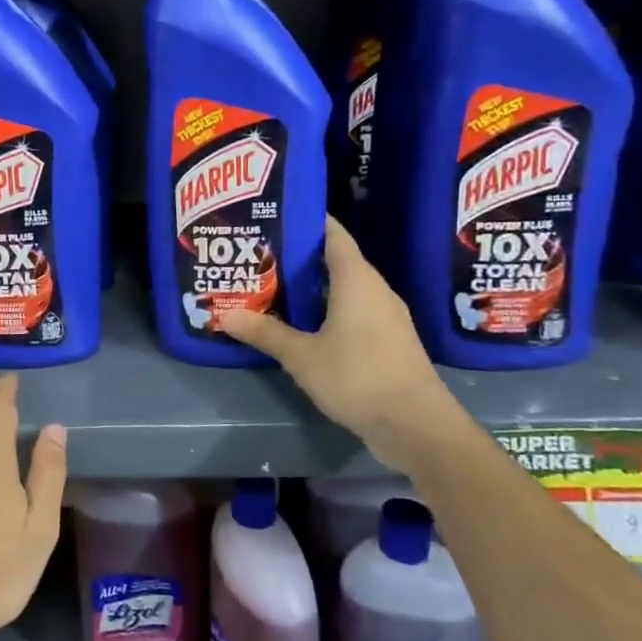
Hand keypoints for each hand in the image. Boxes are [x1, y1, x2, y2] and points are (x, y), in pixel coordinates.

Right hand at [219, 216, 451, 457]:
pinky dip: (326, 310)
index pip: (332, 234)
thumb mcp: (302, 356)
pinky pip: (352, 312)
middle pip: (334, 260)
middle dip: (297, 257)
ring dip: (310, 287)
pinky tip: (300, 324)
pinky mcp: (388, 341)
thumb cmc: (358, 377)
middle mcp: (374, 290)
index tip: (274, 214)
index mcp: (356, 280)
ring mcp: (385, 316)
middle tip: (258, 254)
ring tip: (271, 286)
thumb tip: (224, 314)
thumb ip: (265, 333)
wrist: (417, 426)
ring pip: (343, 289)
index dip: (306, 220)